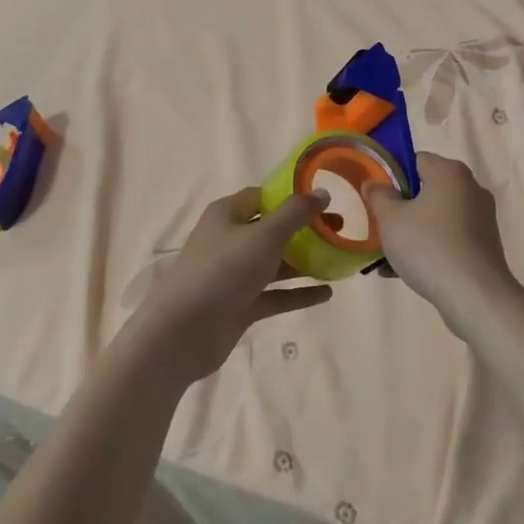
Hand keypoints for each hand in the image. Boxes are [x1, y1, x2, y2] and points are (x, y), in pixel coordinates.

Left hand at [130, 187, 333, 383]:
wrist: (183, 331)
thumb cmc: (222, 271)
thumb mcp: (263, 235)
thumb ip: (295, 214)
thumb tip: (322, 192)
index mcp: (227, 214)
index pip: (262, 196)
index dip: (291, 195)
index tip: (323, 198)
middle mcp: (230, 240)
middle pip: (272, 229)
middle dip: (304, 229)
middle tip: (339, 228)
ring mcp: (234, 275)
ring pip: (275, 263)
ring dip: (304, 262)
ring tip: (339, 260)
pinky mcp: (240, 305)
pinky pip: (275, 295)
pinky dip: (298, 293)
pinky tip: (327, 294)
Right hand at [367, 154, 521, 338]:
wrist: (475, 297)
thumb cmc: (429, 247)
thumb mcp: (391, 219)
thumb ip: (378, 196)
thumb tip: (373, 183)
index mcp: (450, 172)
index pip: (416, 160)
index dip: (392, 176)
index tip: (377, 198)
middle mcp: (470, 189)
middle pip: (427, 190)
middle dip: (401, 208)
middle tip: (381, 227)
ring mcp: (481, 219)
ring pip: (436, 218)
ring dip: (413, 232)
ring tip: (387, 257)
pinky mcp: (484, 247)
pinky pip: (449, 240)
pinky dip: (429, 249)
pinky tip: (404, 273)